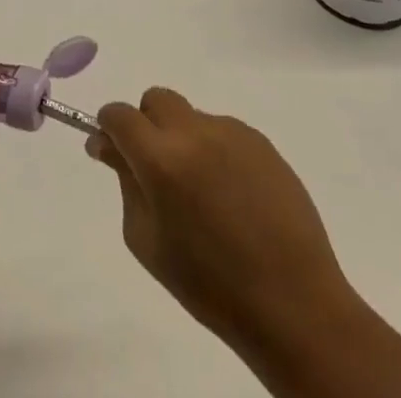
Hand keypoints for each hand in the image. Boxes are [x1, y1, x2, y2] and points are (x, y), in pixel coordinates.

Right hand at [87, 88, 357, 361]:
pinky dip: (216, 152)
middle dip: (146, 124)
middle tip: (156, 168)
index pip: (120, 115)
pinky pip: (223, 133)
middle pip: (156, 99)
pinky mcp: (260, 140)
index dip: (108, 127)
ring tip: (205, 194)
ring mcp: (231, 131)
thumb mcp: (148, 243)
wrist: (292, 301)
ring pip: (192, 117)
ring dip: (184, 141)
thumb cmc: (210, 285)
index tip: (108, 150)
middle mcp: (195, 132)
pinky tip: (233, 196)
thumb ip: (126, 184)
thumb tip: (111, 148)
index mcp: (161, 159)